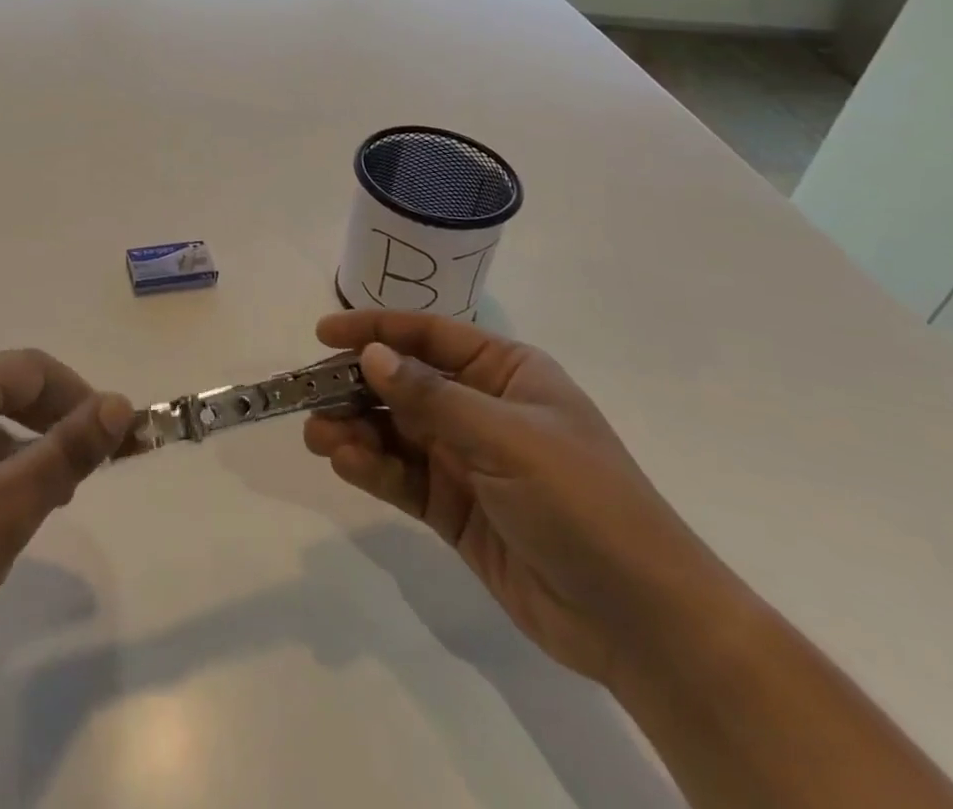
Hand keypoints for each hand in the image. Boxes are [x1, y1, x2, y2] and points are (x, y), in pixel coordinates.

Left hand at [0, 350, 131, 701]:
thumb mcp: (4, 511)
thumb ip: (66, 451)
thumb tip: (119, 402)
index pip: (34, 368)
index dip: (81, 398)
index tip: (114, 442)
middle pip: (3, 390)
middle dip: (49, 426)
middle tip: (79, 479)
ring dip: (15, 451)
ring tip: (34, 507)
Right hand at [303, 311, 744, 684]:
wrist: (642, 622)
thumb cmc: (584, 502)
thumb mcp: (508, 438)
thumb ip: (432, 396)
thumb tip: (370, 355)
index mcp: (506, 373)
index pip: (429, 336)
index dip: (375, 329)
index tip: (324, 333)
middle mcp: (481, 409)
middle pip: (403, 384)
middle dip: (356, 387)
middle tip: (309, 396)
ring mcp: (466, 460)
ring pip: (395, 431)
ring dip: (356, 429)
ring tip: (320, 437)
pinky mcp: (454, 508)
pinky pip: (402, 477)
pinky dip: (372, 468)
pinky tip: (346, 464)